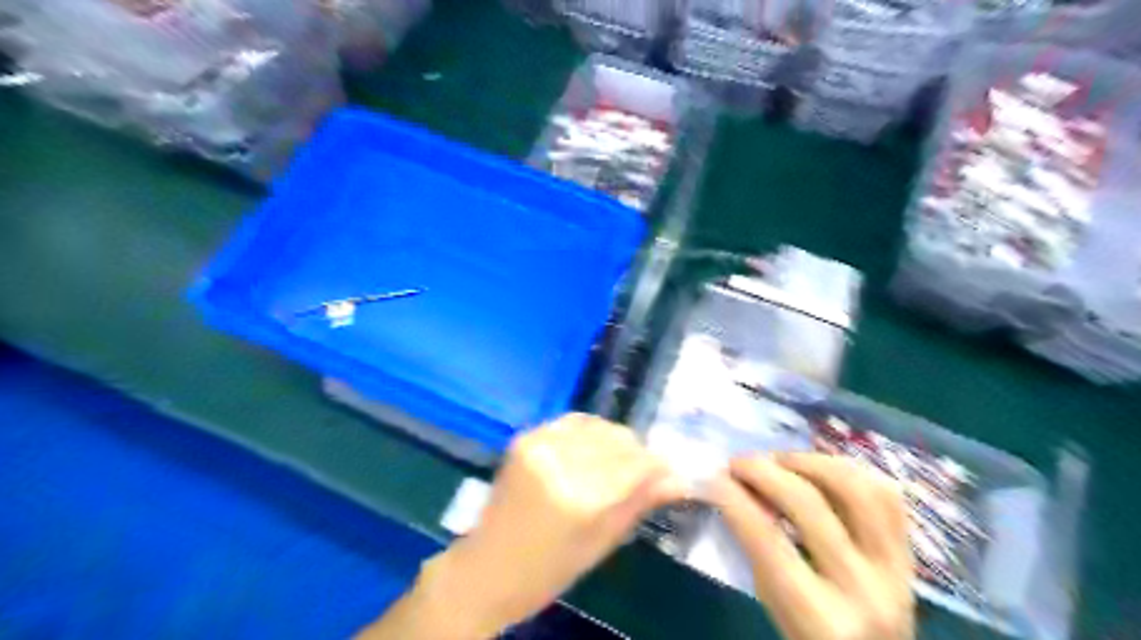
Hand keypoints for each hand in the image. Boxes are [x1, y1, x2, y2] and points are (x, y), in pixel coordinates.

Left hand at [411, 411, 679, 635]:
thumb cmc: (548, 570)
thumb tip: (678, 480)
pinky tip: (591, 451)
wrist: (488, 567)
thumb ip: (639, 504)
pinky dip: (588, 433)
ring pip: (597, 425)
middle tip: (644, 472)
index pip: (635, 464)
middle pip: (617, 439)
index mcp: (580, 499)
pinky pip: (571, 422)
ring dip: (614, 441)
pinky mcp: (525, 437)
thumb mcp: (600, 545)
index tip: (669, 473)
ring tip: (617, 462)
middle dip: (638, 453)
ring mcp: (538, 444)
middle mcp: (559, 461)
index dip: (657, 465)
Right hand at [710, 452, 915, 639]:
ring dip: (810, 462)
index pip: (767, 541)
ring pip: (856, 489)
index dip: (735, 500)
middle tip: (738, 463)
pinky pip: (886, 495)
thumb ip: (758, 554)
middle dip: (765, 472)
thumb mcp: (776, 608)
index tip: (713, 479)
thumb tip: (734, 492)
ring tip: (779, 460)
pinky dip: (849, 471)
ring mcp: (896, 570)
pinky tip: (819, 468)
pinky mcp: (912, 554)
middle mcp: (864, 590)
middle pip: (809, 506)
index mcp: (821, 619)